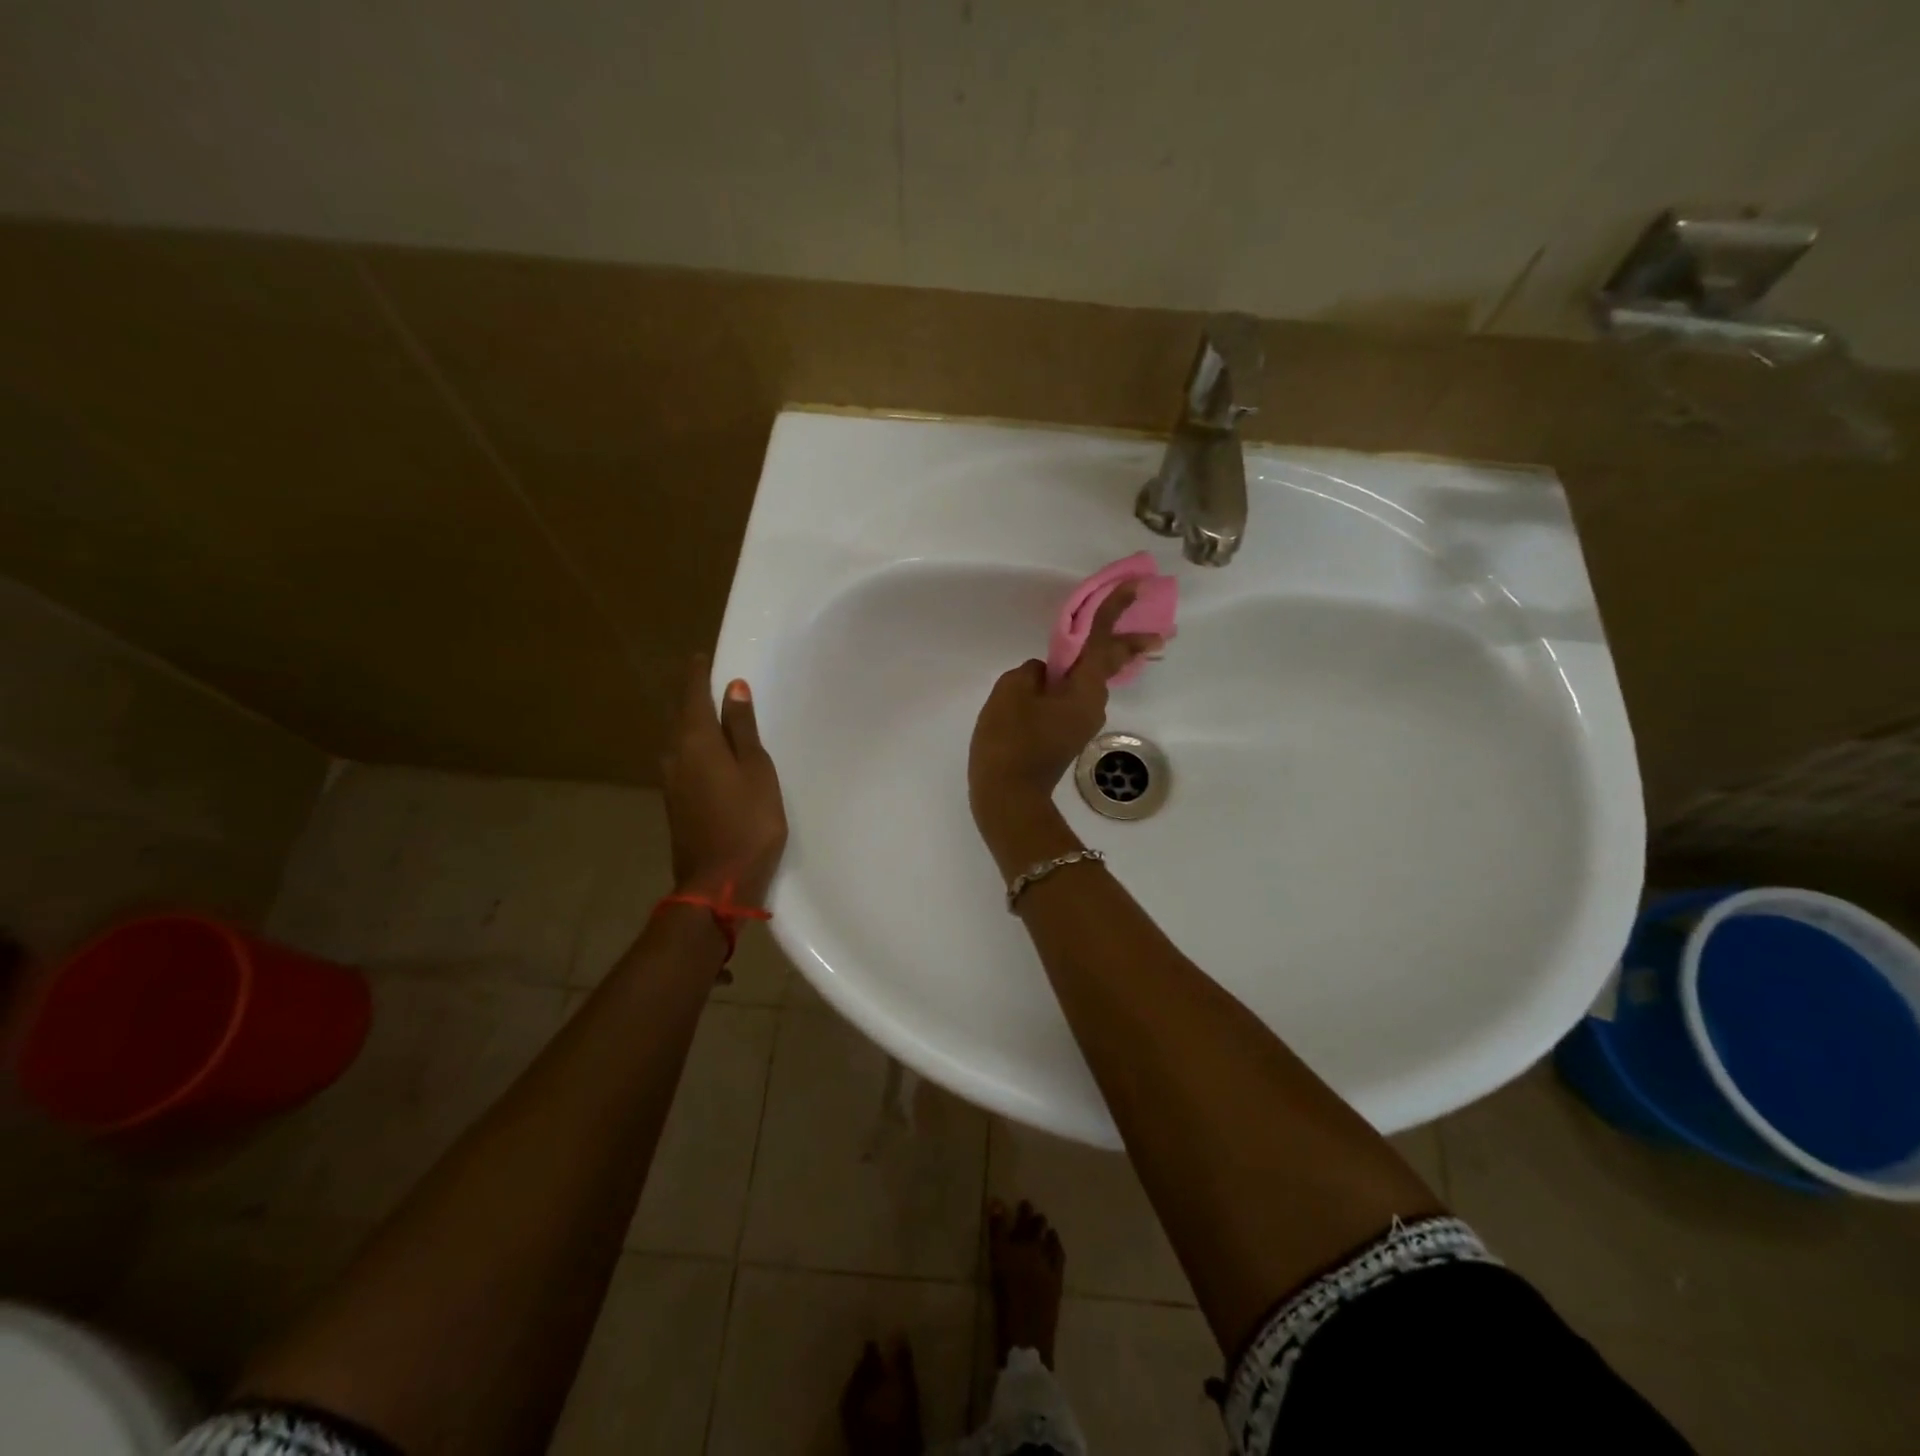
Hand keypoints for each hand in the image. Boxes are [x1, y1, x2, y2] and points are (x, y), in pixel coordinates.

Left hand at [662, 656, 787, 907]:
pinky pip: (683, 760)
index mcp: (696, 742)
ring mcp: (671, 782)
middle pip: (681, 717)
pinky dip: (695, 746)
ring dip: (693, 722)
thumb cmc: (748, 821)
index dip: (697, 675)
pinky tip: (710, 752)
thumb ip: (743, 729)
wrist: (718, 882)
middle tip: (710, 680)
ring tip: (713, 712)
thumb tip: (733, 688)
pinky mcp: (675, 803)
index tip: (701, 656)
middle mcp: (675, 756)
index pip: (692, 696)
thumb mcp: (757, 770)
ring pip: (680, 740)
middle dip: (693, 696)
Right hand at [968, 585, 1159, 844]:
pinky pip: (1072, 698)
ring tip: (1075, 649)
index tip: (1135, 586)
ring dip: (1089, 662)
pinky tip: (1049, 683)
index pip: (1100, 640)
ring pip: (1088, 682)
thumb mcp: (1010, 693)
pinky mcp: (1066, 737)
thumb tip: (1044, 676)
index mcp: (1083, 690)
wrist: (1008, 799)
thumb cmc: (1010, 742)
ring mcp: (1081, 724)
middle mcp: (1092, 705)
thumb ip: (1030, 673)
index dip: (1114, 609)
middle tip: (1153, 631)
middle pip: (1110, 663)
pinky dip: (1069, 683)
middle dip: (1127, 642)